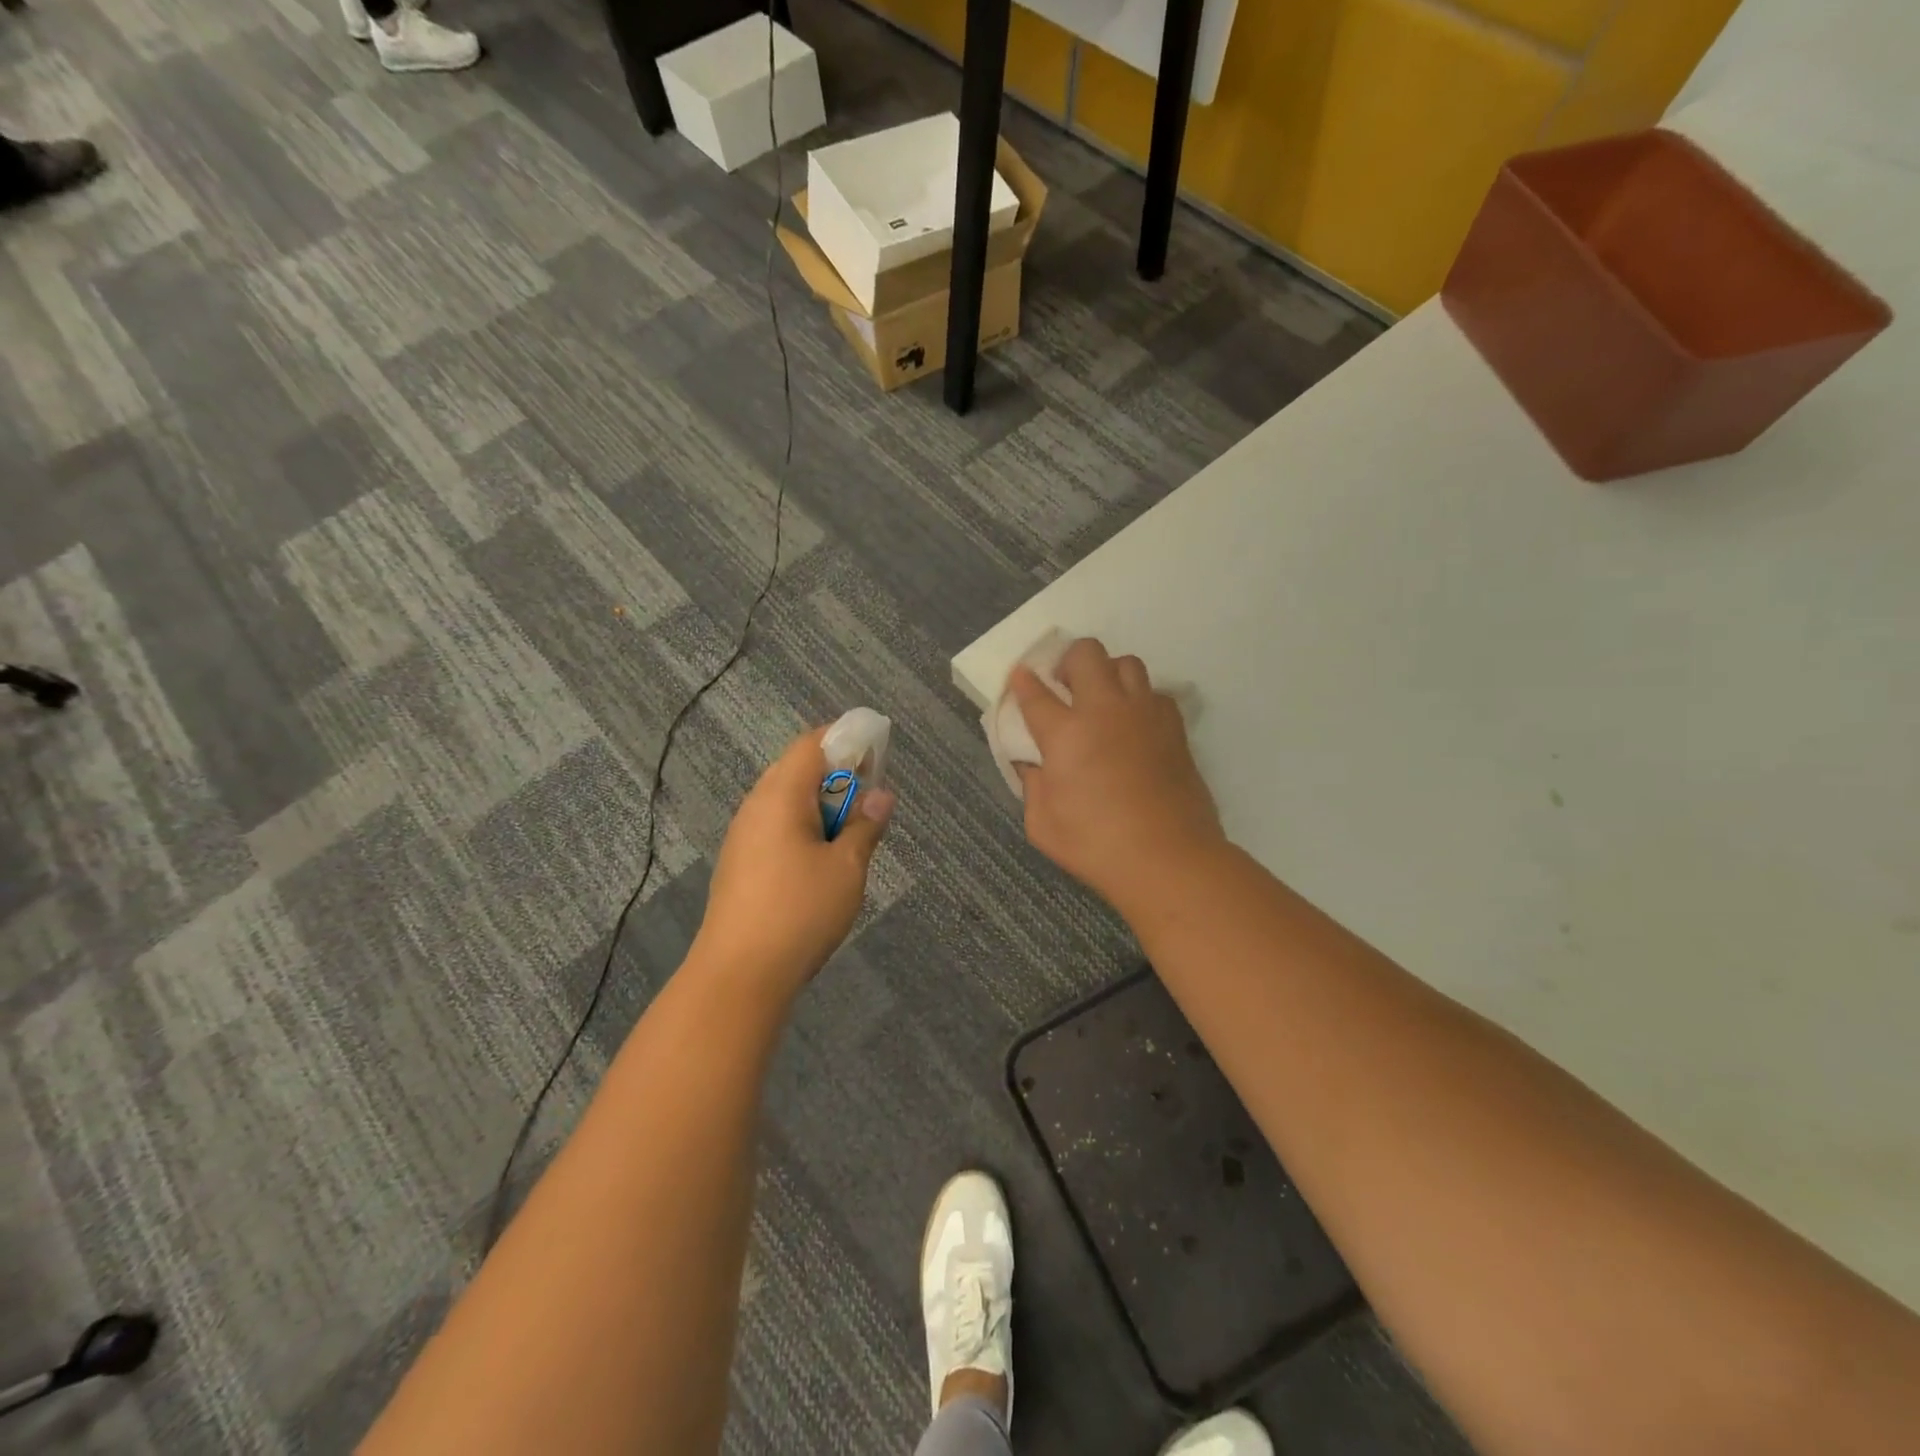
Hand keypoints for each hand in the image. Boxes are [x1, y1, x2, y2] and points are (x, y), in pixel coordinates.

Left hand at [693, 727, 895, 997]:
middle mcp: (756, 805)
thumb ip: (866, 826)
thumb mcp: (847, 868)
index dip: (845, 741)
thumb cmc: (800, 912)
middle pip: (797, 768)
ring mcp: (742, 835)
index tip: (875, 759)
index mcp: (781, 795)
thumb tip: (881, 794)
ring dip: (820, 805)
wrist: (739, 974)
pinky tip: (819, 861)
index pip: (812, 743)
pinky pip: (774, 826)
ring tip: (848, 834)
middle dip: (836, 775)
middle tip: (868, 801)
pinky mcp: (738, 862)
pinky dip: (802, 828)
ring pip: (785, 800)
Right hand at [1011, 638, 1224, 907]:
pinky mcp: (1173, 727)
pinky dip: (1139, 699)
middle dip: (1068, 661)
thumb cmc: (1096, 845)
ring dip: (1108, 673)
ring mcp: (1143, 714)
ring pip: (1126, 663)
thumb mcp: (1043, 824)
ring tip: (1102, 700)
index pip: (1035, 693)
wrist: (1168, 857)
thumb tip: (1032, 764)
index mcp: (1066, 733)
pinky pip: (1154, 693)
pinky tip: (1134, 724)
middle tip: (1064, 688)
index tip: (1019, 676)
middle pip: (1086, 654)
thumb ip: (1032, 786)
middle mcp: (1104, 710)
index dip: (1023, 681)